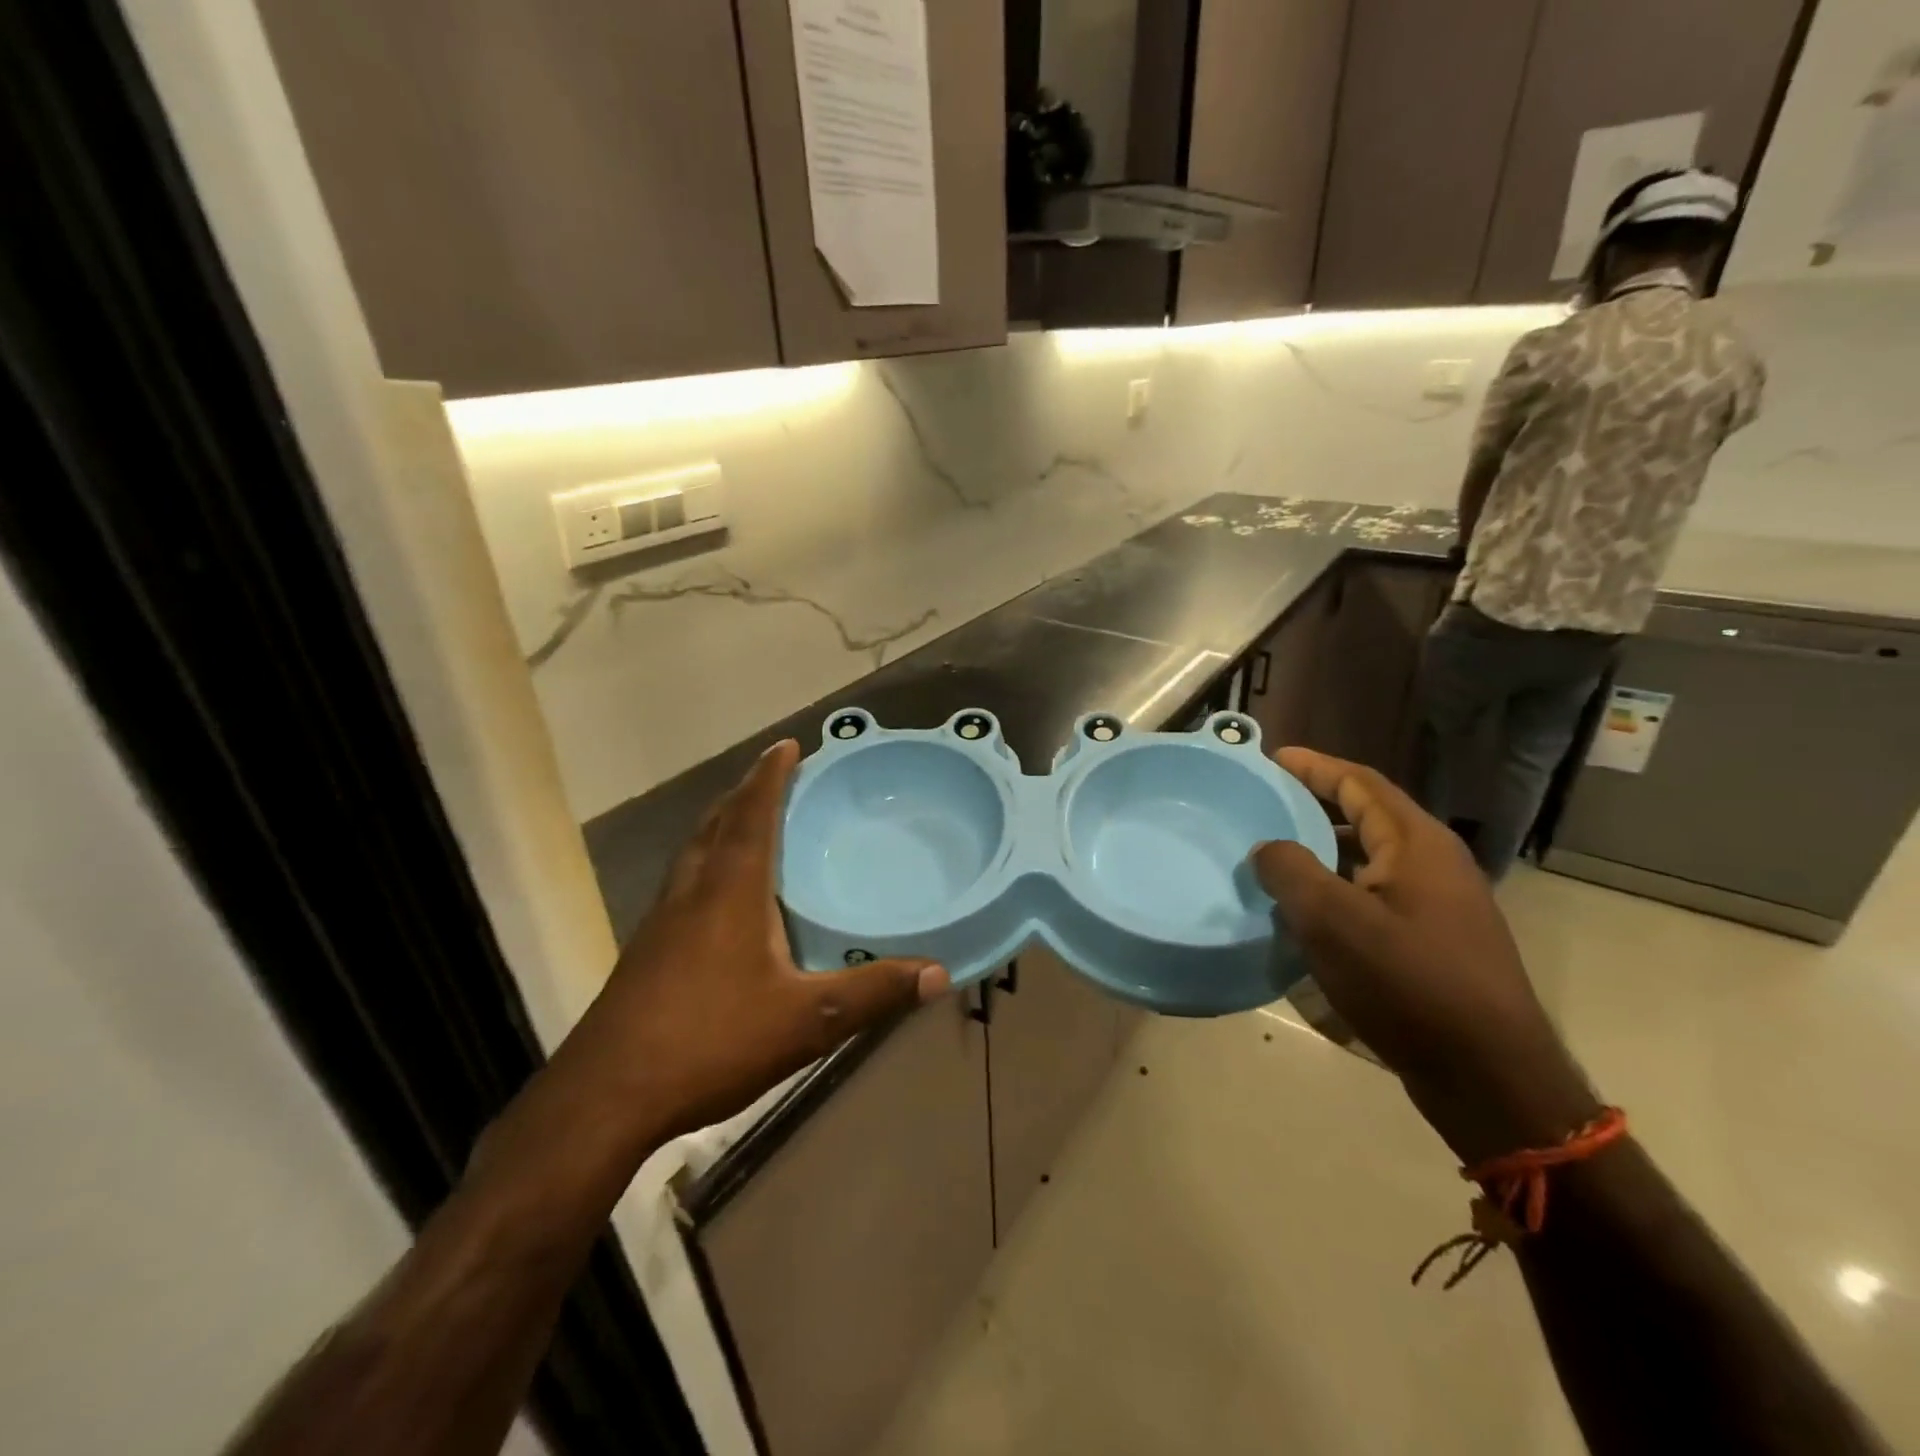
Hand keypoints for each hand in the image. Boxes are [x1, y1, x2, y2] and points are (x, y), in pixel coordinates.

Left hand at [549, 740, 949, 1149]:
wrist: (606, 1095)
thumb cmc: (711, 1042)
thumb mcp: (806, 1022)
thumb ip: (873, 994)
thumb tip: (938, 973)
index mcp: (730, 889)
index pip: (752, 813)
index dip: (770, 774)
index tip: (788, 744)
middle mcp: (692, 891)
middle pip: (717, 822)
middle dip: (746, 792)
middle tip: (775, 776)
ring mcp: (662, 920)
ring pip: (695, 851)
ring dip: (723, 824)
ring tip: (750, 822)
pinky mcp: (648, 950)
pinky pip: (685, 881)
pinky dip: (708, 862)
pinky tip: (721, 896)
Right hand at [1255, 748, 1598, 1162]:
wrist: (1489, 1076)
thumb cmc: (1410, 984)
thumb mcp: (1334, 921)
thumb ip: (1291, 872)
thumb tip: (1267, 848)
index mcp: (1417, 844)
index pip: (1360, 784)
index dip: (1315, 767)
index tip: (1272, 757)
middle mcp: (1434, 863)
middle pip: (1368, 815)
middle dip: (1316, 804)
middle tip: (1266, 803)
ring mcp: (1440, 905)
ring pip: (1371, 858)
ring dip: (1324, 849)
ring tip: (1275, 854)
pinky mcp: (1435, 942)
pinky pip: (1376, 894)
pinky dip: (1338, 888)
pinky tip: (1307, 912)